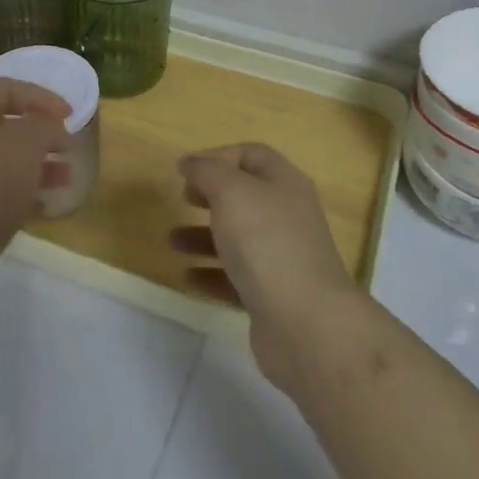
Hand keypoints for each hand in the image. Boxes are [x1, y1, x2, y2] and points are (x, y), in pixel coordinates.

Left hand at [0, 78, 71, 327]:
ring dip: (38, 165)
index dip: (38, 95)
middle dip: (40, 133)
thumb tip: (49, 127)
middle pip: (3, 126)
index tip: (69, 114)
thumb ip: (42, 126)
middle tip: (69, 147)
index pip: (3, 88)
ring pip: (4, 163)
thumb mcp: (23, 145)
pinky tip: (46, 207)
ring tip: (67, 178)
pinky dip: (25, 195)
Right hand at [171, 143, 362, 391]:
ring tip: (172, 241)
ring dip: (203, 236)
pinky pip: (236, 277)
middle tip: (182, 198)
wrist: (306, 324)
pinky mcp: (273, 295)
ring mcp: (282, 257)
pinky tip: (188, 277)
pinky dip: (210, 273)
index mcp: (284, 183)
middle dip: (210, 195)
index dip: (217, 156)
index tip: (185, 170)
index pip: (251, 155)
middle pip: (244, 195)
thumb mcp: (232, 193)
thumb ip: (207, 171)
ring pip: (238, 237)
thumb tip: (190, 162)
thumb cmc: (266, 243)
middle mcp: (287, 215)